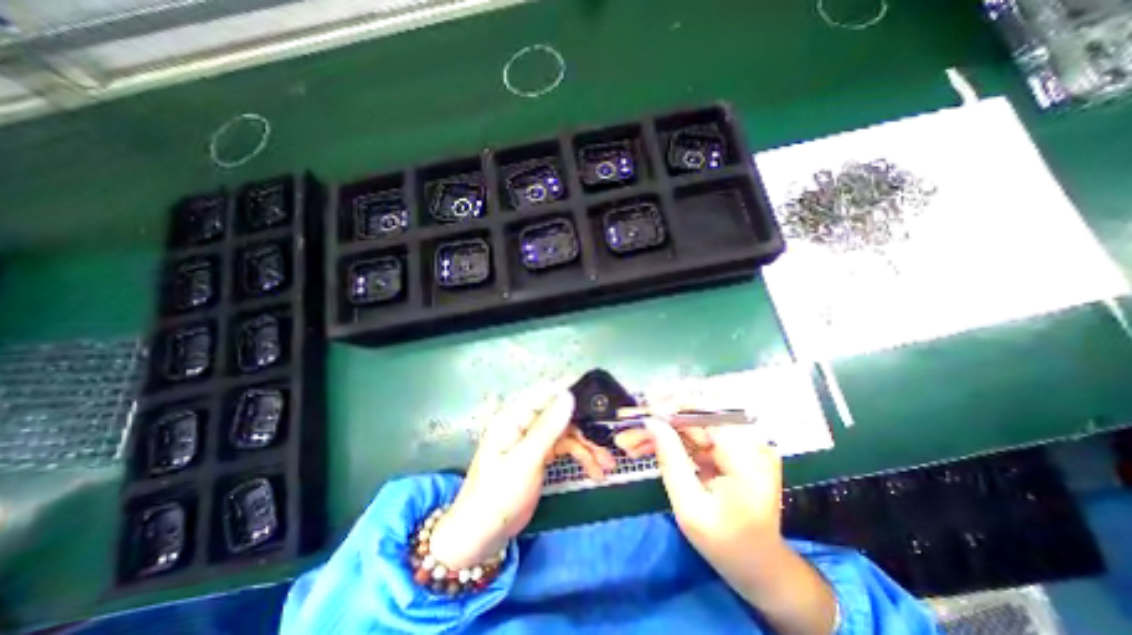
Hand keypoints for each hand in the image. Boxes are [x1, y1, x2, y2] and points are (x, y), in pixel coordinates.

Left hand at [429, 389, 616, 567]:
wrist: (482, 537)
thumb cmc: (498, 495)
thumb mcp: (525, 461)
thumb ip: (548, 428)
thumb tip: (568, 395)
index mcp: (514, 417)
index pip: (545, 394)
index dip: (570, 391)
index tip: (596, 396)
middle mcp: (524, 423)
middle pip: (560, 415)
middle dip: (585, 428)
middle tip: (607, 443)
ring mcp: (533, 440)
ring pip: (566, 434)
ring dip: (587, 447)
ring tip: (607, 465)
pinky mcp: (539, 455)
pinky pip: (564, 449)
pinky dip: (580, 458)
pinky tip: (595, 471)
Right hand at [615, 421, 783, 565]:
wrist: (759, 568)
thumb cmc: (726, 546)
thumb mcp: (691, 508)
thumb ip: (671, 460)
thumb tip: (652, 422)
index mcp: (746, 453)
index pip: (703, 412)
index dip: (668, 407)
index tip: (638, 413)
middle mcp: (746, 439)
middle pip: (694, 416)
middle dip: (657, 422)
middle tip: (626, 432)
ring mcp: (738, 443)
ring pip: (689, 424)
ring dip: (659, 431)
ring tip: (629, 442)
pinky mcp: (728, 449)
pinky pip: (693, 436)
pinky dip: (669, 440)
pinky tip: (645, 446)